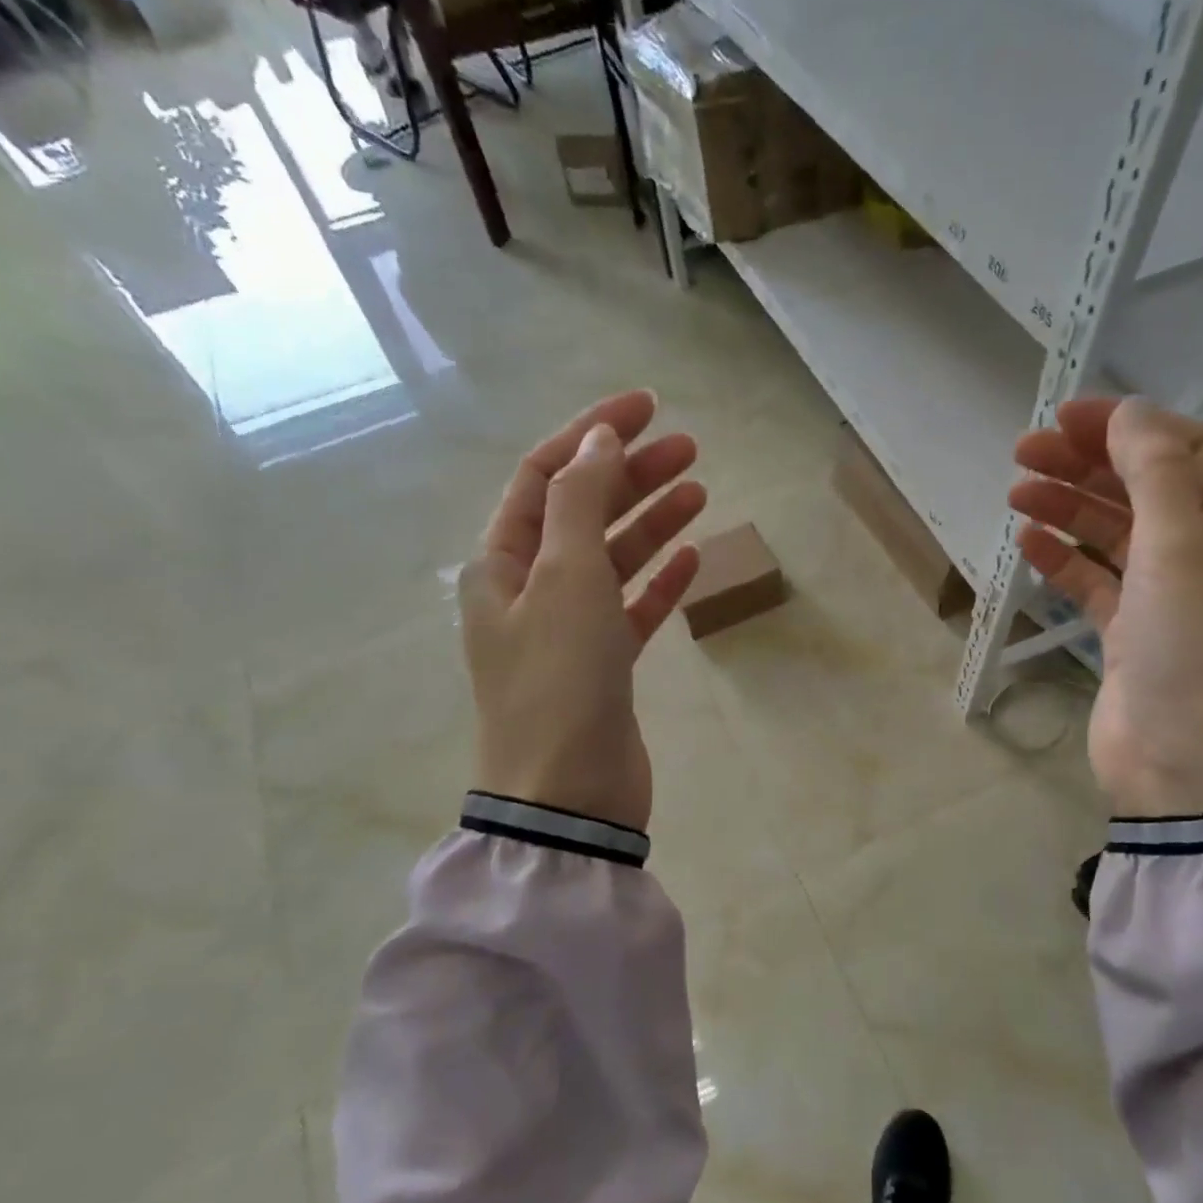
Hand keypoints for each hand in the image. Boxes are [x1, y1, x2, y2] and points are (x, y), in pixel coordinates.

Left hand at [461, 391, 706, 831]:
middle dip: (632, 474)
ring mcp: (567, 630)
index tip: (649, 407)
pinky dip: (659, 581)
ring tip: (700, 490)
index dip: (593, 433)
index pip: (546, 475)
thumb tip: (598, 439)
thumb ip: (581, 502)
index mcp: (502, 562)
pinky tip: (693, 558)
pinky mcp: (603, 666)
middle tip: (690, 449)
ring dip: (651, 522)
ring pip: (612, 558)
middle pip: (583, 512)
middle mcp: (528, 589)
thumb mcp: (565, 578)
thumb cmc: (559, 680)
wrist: (569, 795)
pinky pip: (632, 608)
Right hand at [1009, 397, 1202, 816]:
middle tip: (1024, 450)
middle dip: (1086, 464)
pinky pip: (1096, 580)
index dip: (1128, 426)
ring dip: (1068, 508)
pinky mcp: (1132, 632)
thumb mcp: (1182, 549)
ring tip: (1015, 492)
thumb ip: (1155, 473)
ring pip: (1115, 533)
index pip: (1189, 450)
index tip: (1065, 416)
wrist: (1188, 768)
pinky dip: (1063, 559)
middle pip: (1145, 488)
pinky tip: (1027, 543)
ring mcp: (1170, 596)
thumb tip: (1128, 412)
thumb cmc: (1197, 651)